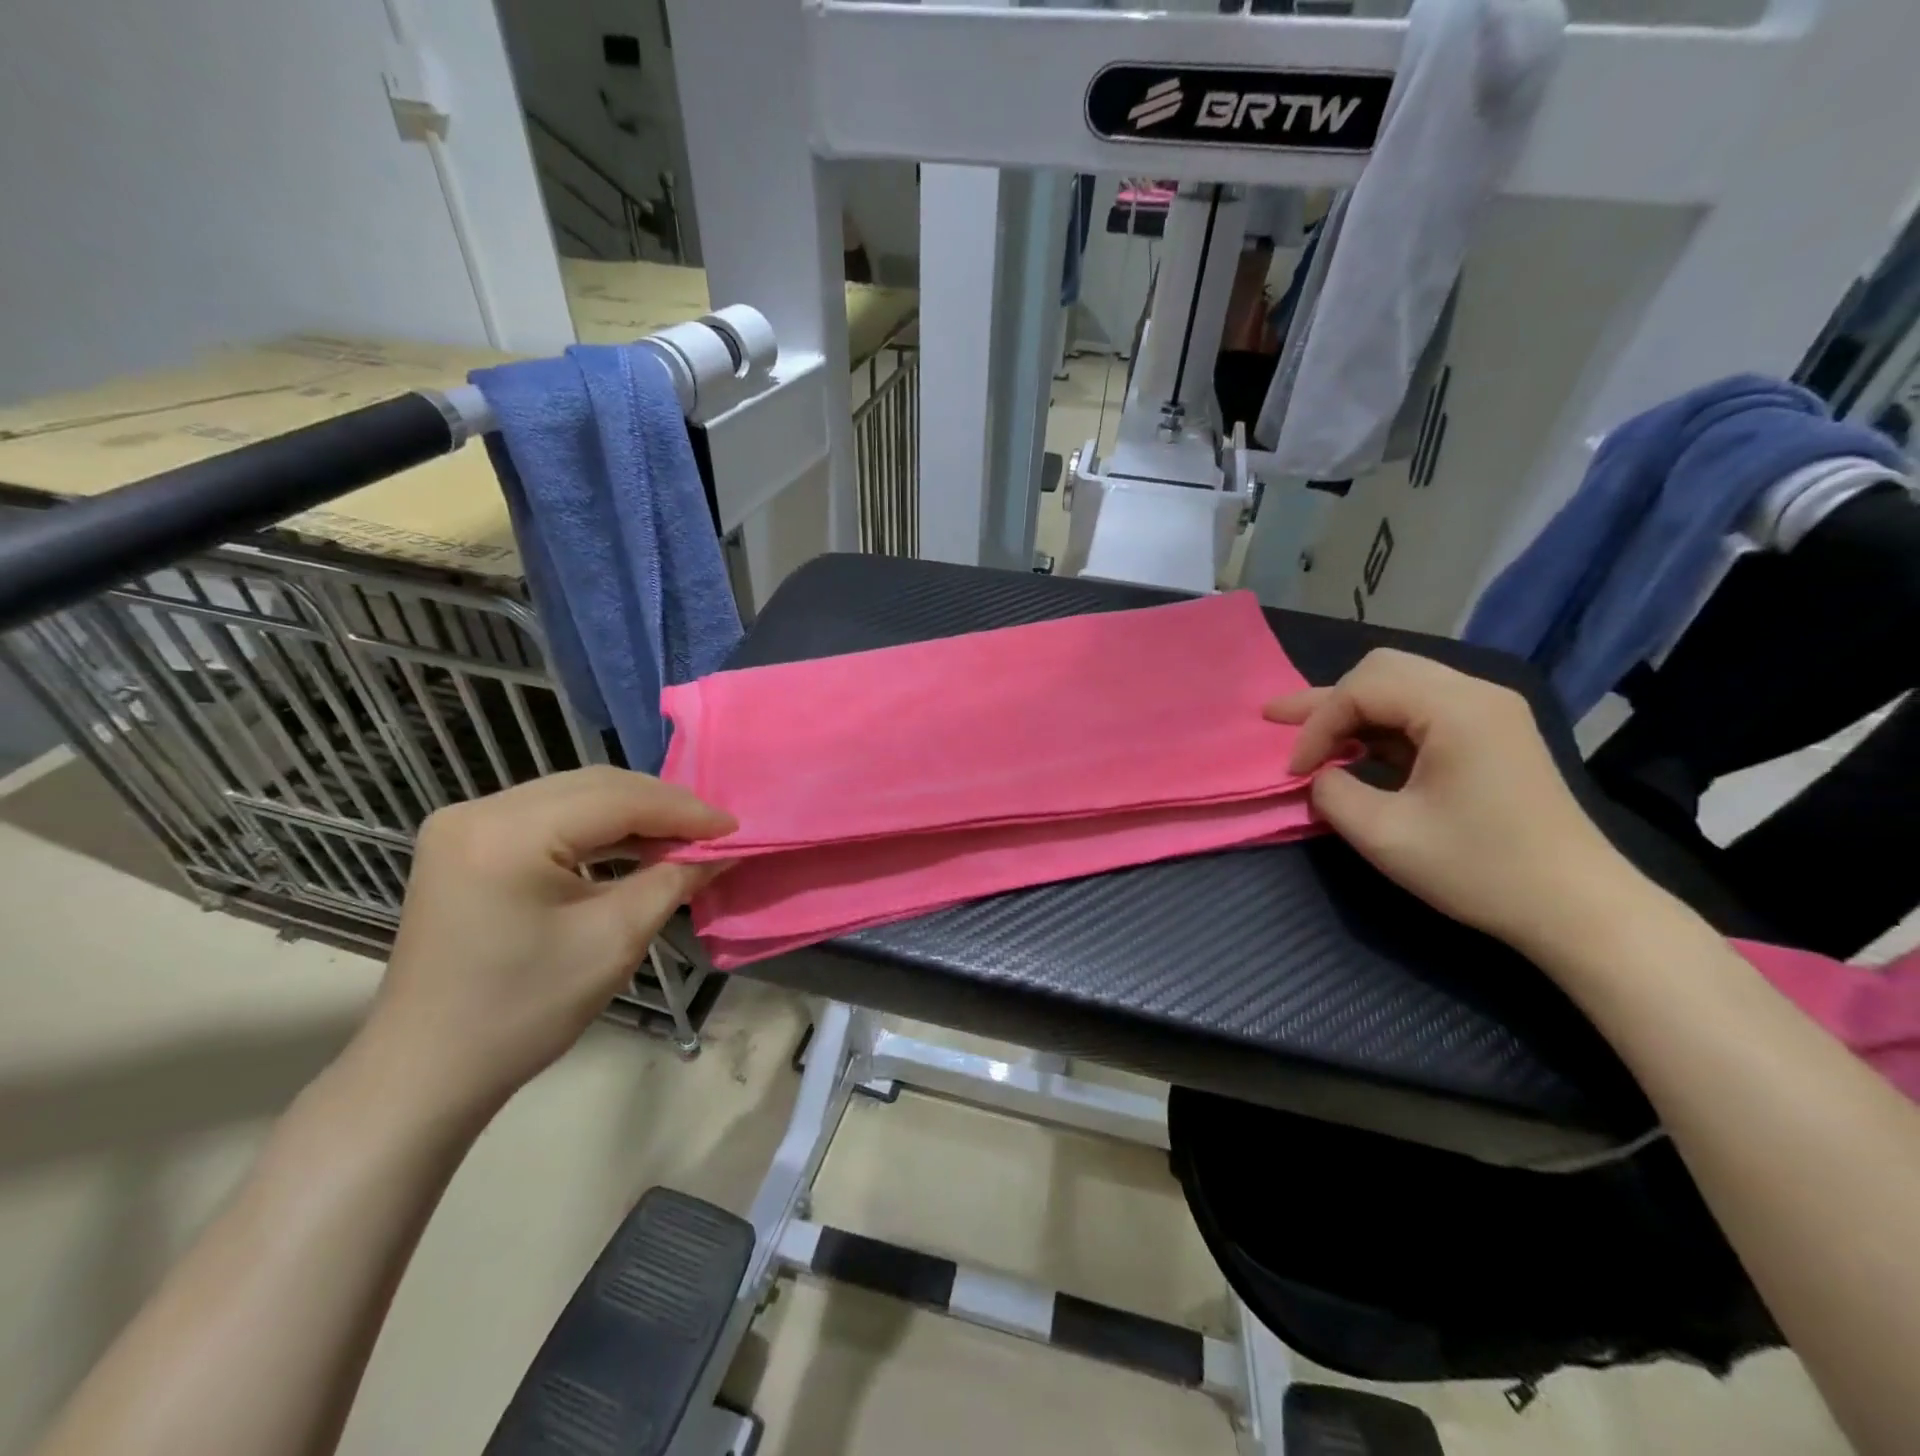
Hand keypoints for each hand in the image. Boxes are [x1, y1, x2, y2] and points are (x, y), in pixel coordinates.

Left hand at [358, 767, 735, 1117]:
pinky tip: (634, 847)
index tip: (734, 828)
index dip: (683, 811)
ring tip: (683, 839)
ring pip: (574, 796)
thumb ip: (673, 880)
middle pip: (594, 786)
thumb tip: (722, 850)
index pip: (616, 800)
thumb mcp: (614, 940)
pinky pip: (549, 816)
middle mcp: (479, 811)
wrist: (428, 1070)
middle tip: (712, 832)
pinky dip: (599, 829)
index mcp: (506, 833)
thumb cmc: (524, 1010)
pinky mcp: (466, 843)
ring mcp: (466, 824)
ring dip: (633, 814)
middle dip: (661, 806)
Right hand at [1266, 649, 1645, 952]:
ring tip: (1305, 731)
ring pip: (1400, 685)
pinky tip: (1353, 748)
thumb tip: (1319, 775)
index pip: (1361, 689)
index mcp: (1456, 709)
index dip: (1316, 726)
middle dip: (1326, 699)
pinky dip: (1380, 723)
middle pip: (1380, 669)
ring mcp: (1490, 712)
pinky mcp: (1492, 734)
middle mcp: (1476, 694)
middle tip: (1277, 721)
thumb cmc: (1480, 870)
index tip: (1295, 772)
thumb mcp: (1384, 835)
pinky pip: (1422, 708)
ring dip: (1351, 709)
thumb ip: (1332, 793)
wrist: (1578, 908)